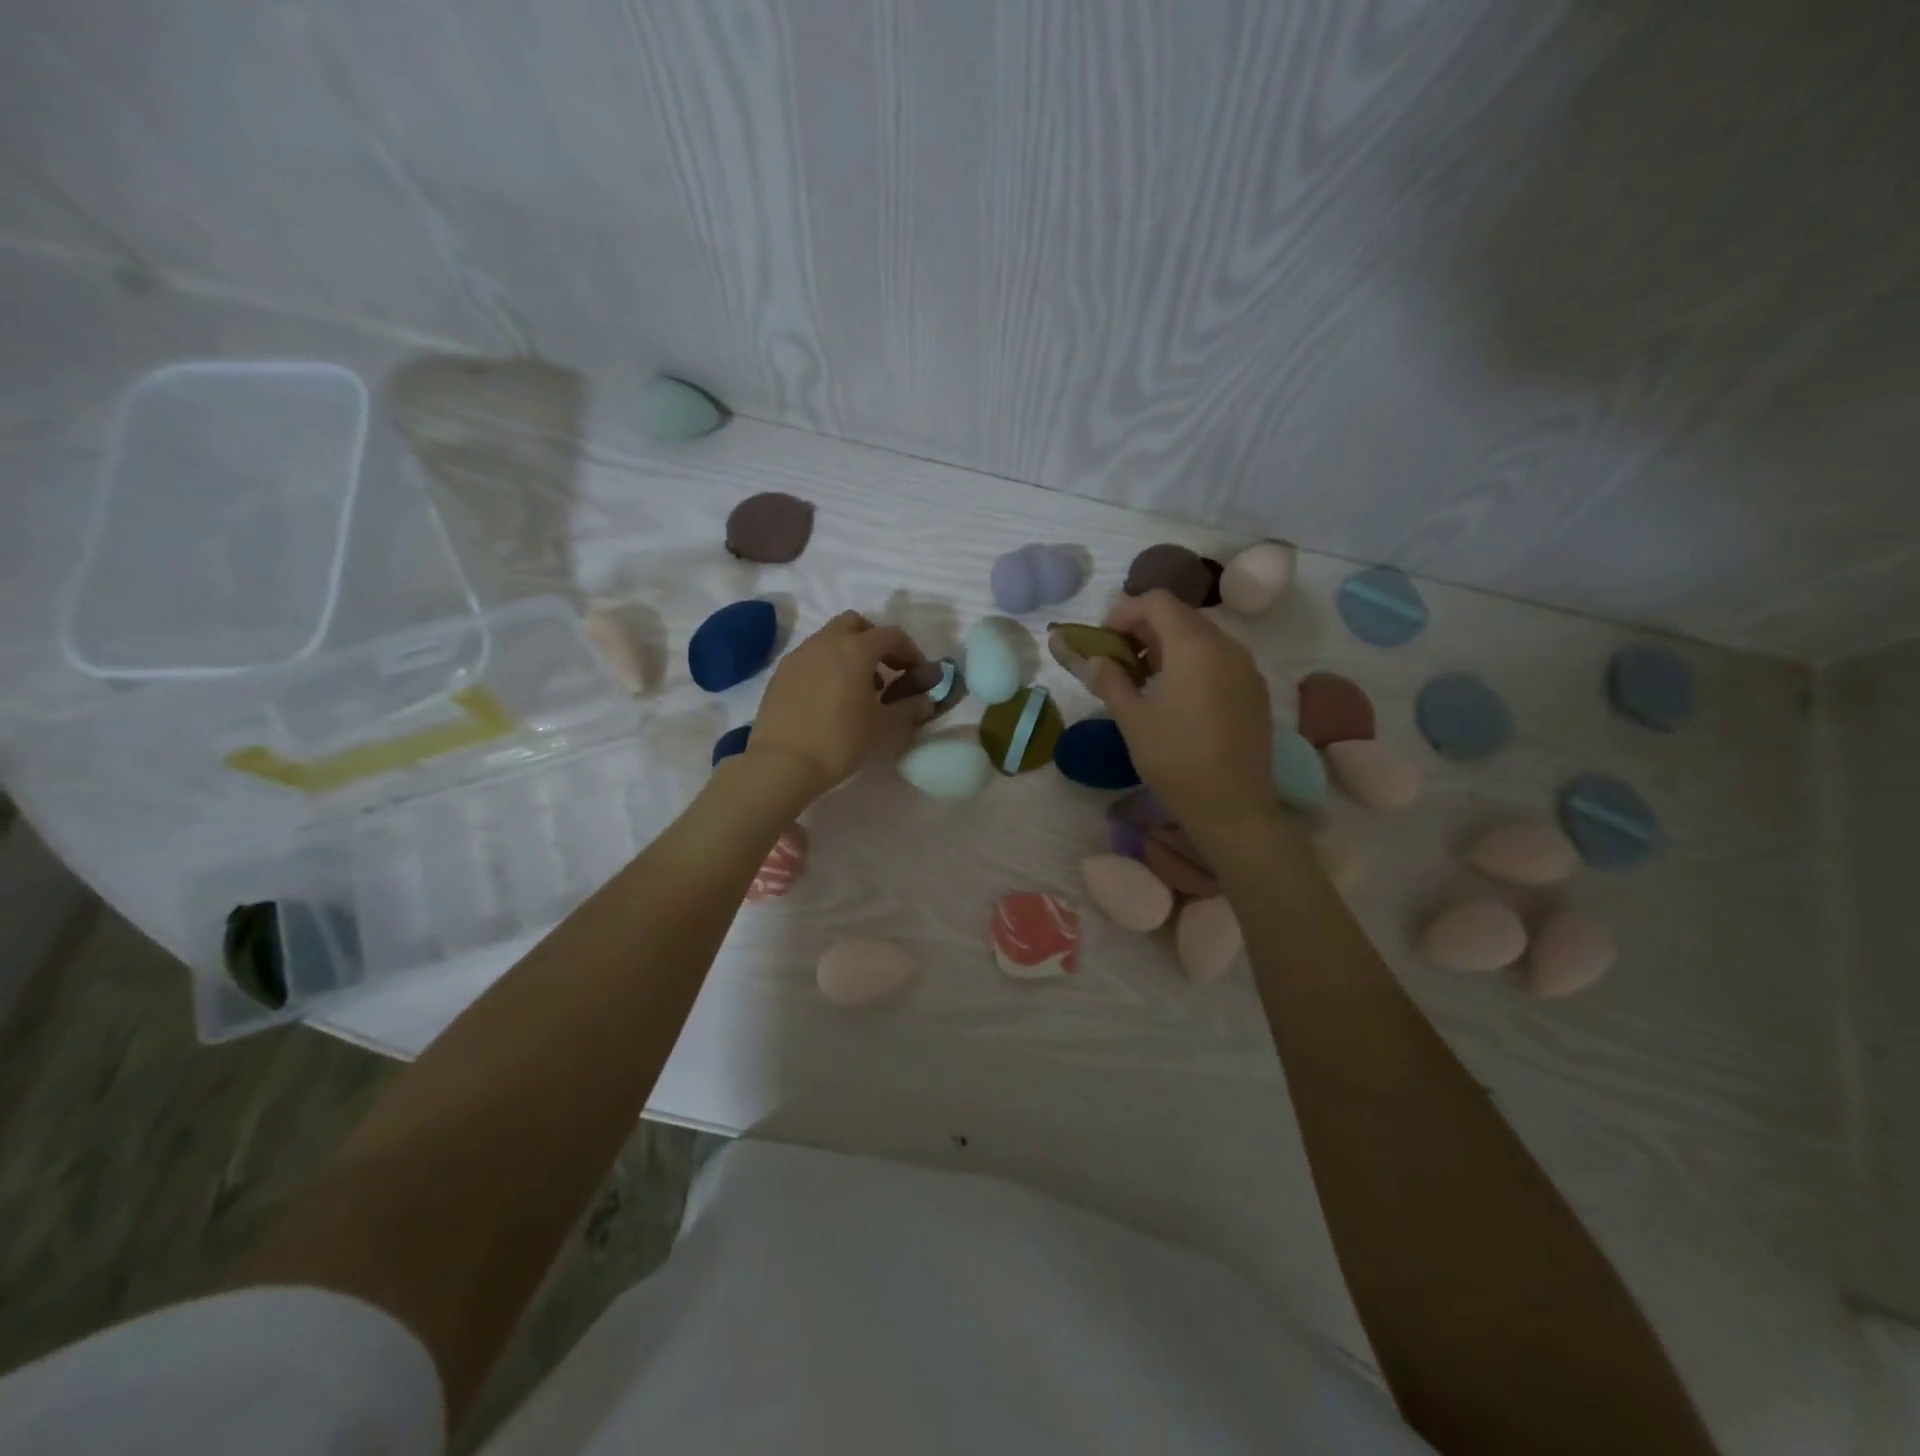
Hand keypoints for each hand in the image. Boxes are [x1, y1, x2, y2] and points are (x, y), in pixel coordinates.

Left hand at [738, 611, 925, 805]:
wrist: (783, 763)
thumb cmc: (841, 741)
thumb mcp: (885, 728)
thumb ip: (910, 708)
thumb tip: (925, 700)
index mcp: (856, 649)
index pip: (891, 635)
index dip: (910, 652)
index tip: (917, 674)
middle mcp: (826, 642)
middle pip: (856, 624)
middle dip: (874, 641)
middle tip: (885, 670)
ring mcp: (799, 655)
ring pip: (830, 638)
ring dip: (849, 653)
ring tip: (857, 689)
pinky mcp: (781, 673)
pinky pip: (811, 657)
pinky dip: (826, 666)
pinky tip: (830, 698)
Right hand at [1072, 590, 1275, 838]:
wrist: (1233, 807)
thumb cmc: (1176, 760)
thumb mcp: (1132, 719)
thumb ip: (1109, 679)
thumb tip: (1089, 658)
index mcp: (1194, 646)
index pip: (1157, 601)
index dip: (1125, 611)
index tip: (1104, 639)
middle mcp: (1226, 646)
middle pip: (1180, 615)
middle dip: (1144, 628)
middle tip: (1117, 659)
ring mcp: (1246, 668)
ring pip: (1201, 637)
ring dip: (1167, 645)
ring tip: (1143, 679)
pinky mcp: (1254, 690)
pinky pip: (1219, 659)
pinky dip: (1191, 662)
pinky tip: (1175, 696)